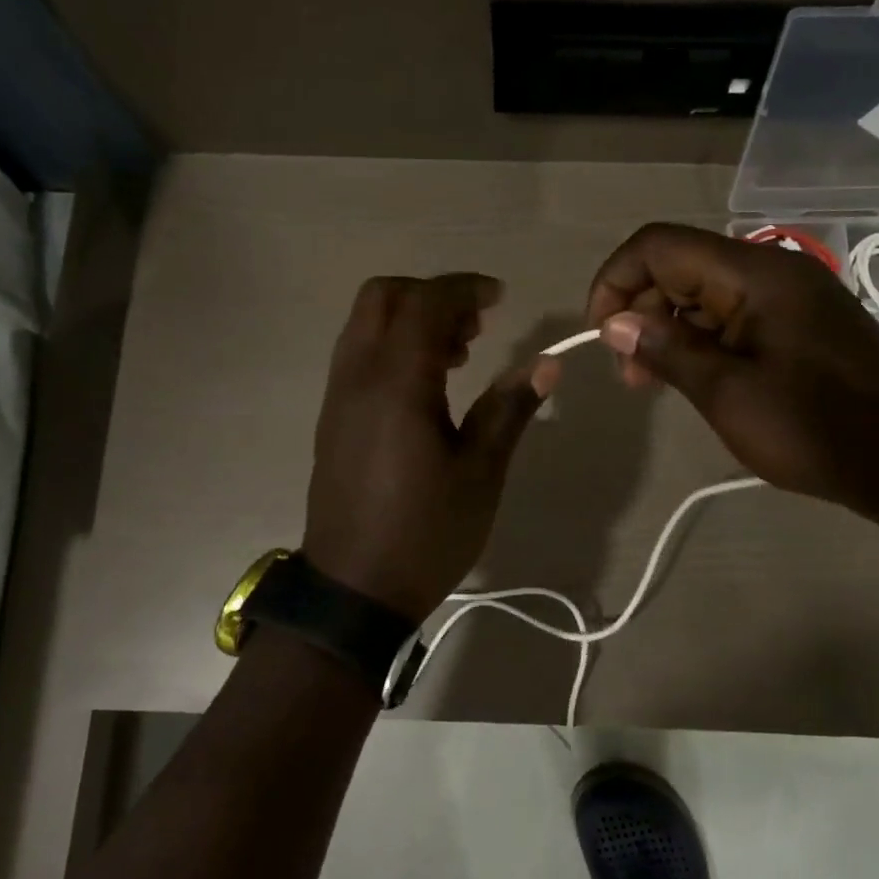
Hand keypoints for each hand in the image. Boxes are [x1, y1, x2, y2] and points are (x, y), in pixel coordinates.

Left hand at [303, 273, 559, 621]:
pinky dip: (391, 346)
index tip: (500, 299)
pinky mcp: (332, 418)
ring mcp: (338, 396)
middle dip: (431, 295)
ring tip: (458, 355)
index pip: (425, 303)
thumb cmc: (426, 532)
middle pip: (382, 297)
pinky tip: (427, 386)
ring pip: (365, 324)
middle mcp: (357, 376)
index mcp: (396, 384)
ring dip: (410, 320)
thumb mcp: (480, 472)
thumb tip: (546, 362)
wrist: (354, 589)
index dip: (465, 289)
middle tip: (475, 325)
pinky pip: (358, 355)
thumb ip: (509, 408)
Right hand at [586, 223, 878, 515]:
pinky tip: (690, 375)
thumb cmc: (813, 429)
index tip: (601, 333)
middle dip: (639, 310)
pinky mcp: (799, 323)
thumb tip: (614, 321)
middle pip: (679, 266)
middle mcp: (772, 271)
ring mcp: (790, 296)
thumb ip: (666, 348)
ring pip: (703, 292)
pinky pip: (732, 314)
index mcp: (755, 274)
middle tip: (630, 372)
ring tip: (650, 381)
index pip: (660, 246)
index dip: (616, 280)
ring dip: (666, 328)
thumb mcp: (727, 393)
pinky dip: (699, 339)